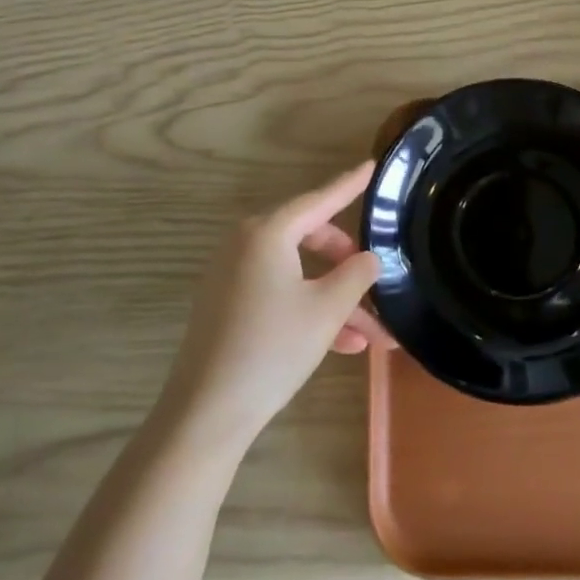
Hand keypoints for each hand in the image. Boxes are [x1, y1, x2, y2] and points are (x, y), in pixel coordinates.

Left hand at [160, 162, 380, 452]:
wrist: (206, 413)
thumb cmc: (272, 349)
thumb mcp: (327, 310)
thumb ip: (356, 275)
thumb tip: (369, 258)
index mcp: (267, 232)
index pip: (319, 199)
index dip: (349, 185)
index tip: (371, 166)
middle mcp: (245, 244)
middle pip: (309, 237)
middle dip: (347, 263)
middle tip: (374, 279)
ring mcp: (232, 274)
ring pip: (298, 273)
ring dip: (334, 299)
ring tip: (372, 334)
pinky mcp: (227, 304)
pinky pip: (278, 292)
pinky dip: (309, 309)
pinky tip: (343, 345)